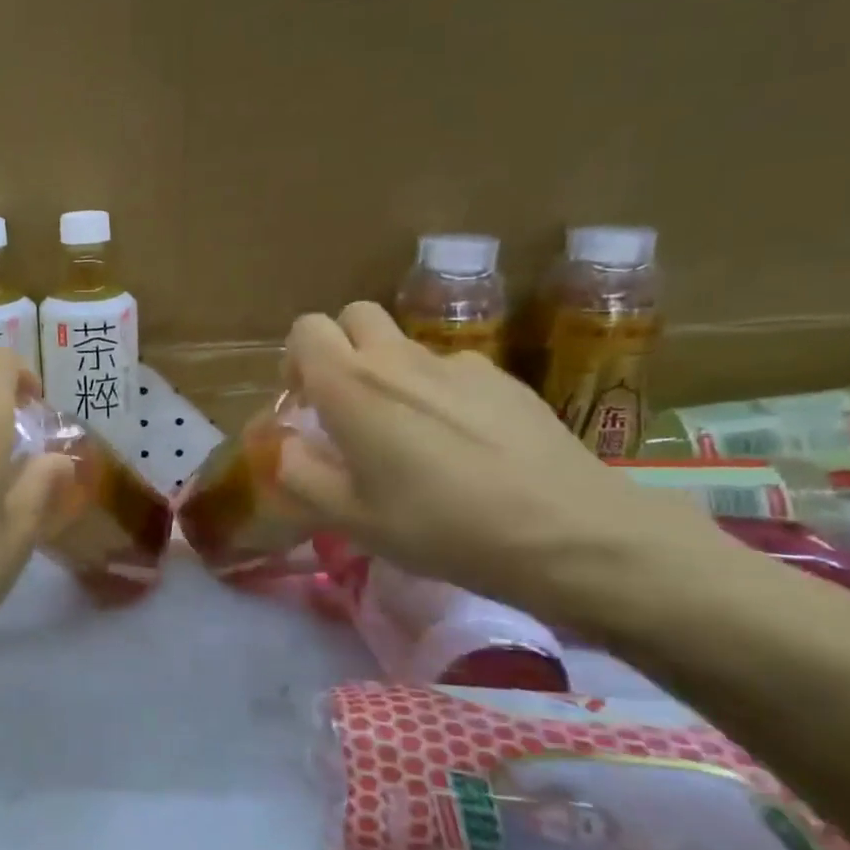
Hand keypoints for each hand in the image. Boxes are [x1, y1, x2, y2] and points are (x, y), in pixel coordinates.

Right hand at [278, 303, 726, 623]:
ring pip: (403, 343)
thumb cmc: (441, 527)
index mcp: (352, 386)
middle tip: (347, 404)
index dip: (297, 359)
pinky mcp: (503, 379)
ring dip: (389, 370)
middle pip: (354, 317)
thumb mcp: (351, 518)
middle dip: (341, 348)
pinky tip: (463, 442)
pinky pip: (451, 368)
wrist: (569, 533)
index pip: (306, 330)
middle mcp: (398, 359)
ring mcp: (456, 364)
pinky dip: (439, 390)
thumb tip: (281, 446)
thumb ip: (299, 475)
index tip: (306, 403)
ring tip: (408, 430)